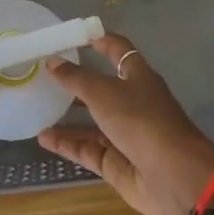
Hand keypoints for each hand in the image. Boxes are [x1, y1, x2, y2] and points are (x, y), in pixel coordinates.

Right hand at [37, 32, 213, 214]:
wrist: (175, 178)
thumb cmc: (142, 121)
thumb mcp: (104, 93)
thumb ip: (76, 78)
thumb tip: (52, 61)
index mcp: (138, 76)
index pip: (118, 50)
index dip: (99, 40)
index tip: (72, 36)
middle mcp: (133, 102)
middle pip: (102, 87)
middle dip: (76, 82)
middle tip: (44, 75)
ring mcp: (126, 134)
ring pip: (92, 121)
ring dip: (68, 116)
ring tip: (38, 107)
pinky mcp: (118, 163)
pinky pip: (88, 149)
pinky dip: (67, 143)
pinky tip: (42, 138)